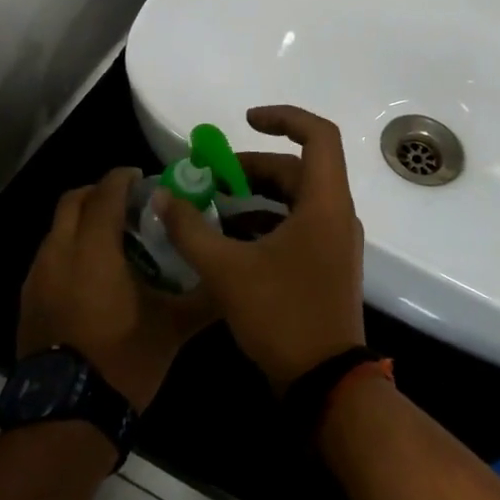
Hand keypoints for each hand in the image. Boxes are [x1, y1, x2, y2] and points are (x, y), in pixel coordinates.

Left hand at [17, 168, 216, 410]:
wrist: (69, 413)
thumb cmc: (124, 360)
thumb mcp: (173, 328)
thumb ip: (204, 297)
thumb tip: (231, 278)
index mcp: (93, 250)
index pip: (104, 193)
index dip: (122, 178)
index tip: (142, 178)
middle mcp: (58, 252)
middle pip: (72, 201)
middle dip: (98, 193)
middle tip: (128, 205)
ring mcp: (37, 277)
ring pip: (57, 229)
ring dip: (82, 223)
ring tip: (114, 242)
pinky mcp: (28, 300)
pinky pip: (49, 257)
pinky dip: (70, 250)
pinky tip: (93, 278)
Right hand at [156, 106, 365, 395]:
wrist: (324, 381)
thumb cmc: (281, 316)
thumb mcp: (226, 270)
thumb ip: (190, 229)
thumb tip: (162, 197)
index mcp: (324, 204)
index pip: (318, 136)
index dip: (283, 118)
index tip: (245, 122)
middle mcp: (337, 215)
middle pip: (298, 169)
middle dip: (252, 168)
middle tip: (209, 178)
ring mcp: (335, 242)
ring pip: (296, 200)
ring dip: (256, 196)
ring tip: (212, 206)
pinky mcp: (327, 265)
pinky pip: (297, 226)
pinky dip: (265, 222)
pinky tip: (229, 240)